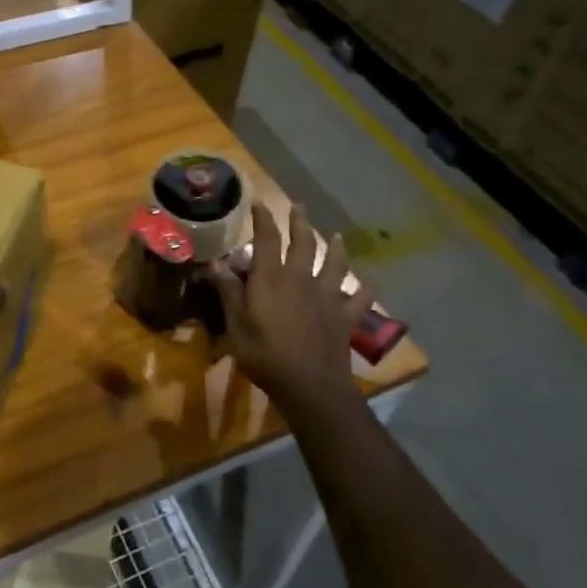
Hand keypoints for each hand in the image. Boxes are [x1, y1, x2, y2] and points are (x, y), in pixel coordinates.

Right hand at [209, 206, 374, 407]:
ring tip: (337, 236)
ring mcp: (327, 296)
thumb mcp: (236, 324)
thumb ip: (228, 292)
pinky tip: (371, 282)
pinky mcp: (345, 316)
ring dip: (336, 247)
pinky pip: (360, 299)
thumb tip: (215, 263)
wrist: (310, 385)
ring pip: (335, 264)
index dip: (262, 218)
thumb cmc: (265, 354)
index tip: (258, 202)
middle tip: (299, 207)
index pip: (267, 239)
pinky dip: (366, 289)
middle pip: (303, 243)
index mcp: (272, 278)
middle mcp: (301, 279)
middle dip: (300, 222)